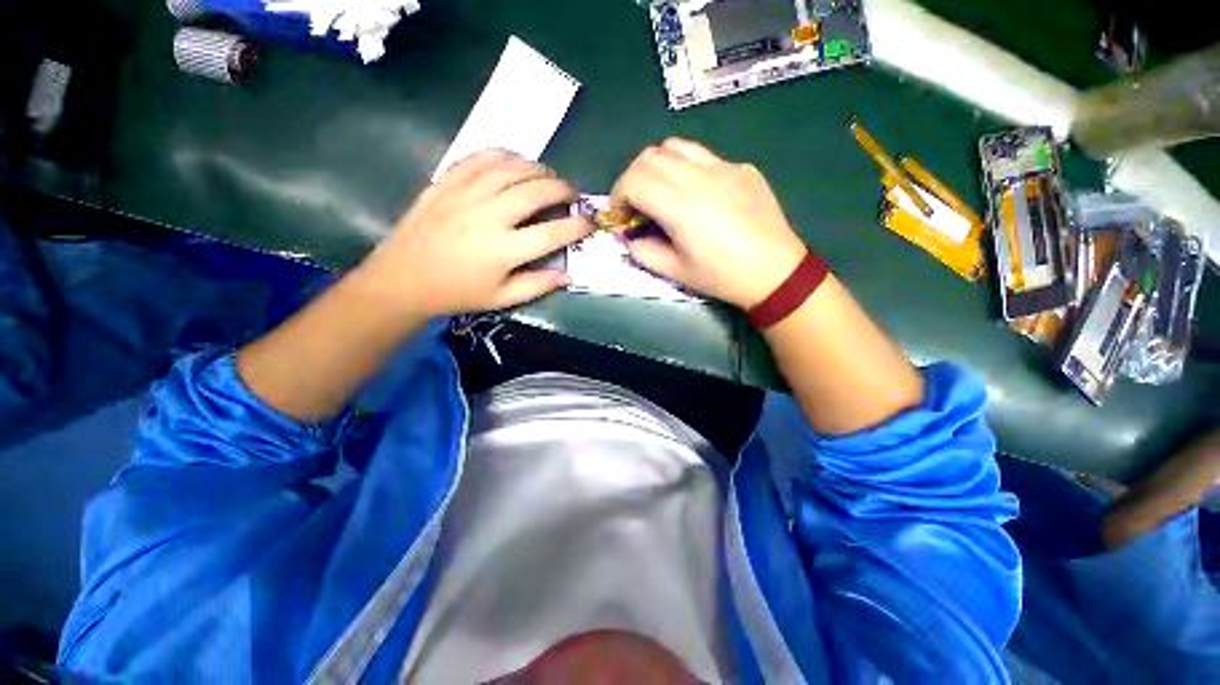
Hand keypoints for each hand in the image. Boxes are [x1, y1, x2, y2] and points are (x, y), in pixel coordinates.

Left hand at [354, 149, 591, 317]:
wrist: (403, 279)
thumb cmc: (456, 293)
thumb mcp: (501, 299)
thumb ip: (537, 285)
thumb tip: (568, 276)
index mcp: (503, 250)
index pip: (552, 233)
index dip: (577, 226)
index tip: (590, 223)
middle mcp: (488, 216)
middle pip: (535, 191)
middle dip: (563, 189)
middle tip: (572, 194)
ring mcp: (465, 194)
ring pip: (511, 168)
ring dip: (537, 169)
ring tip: (548, 177)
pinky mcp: (446, 182)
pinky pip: (480, 157)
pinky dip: (503, 155)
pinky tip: (514, 161)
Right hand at [609, 138, 807, 308]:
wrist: (775, 271)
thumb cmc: (722, 276)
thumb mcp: (677, 272)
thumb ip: (645, 252)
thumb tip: (630, 238)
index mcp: (681, 206)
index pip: (635, 180)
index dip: (618, 195)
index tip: (620, 214)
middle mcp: (700, 176)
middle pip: (650, 156)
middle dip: (632, 178)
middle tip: (635, 204)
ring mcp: (724, 167)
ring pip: (676, 146)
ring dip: (657, 165)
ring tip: (660, 191)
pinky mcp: (742, 167)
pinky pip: (704, 156)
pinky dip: (686, 168)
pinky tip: (696, 194)